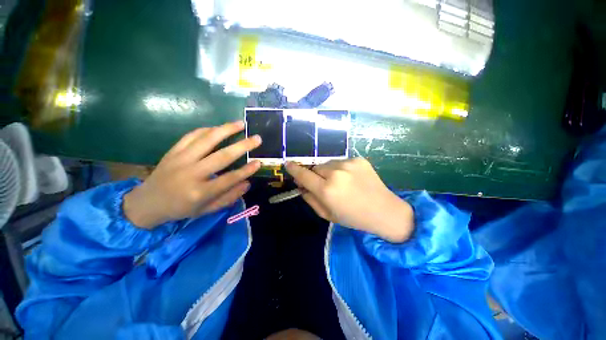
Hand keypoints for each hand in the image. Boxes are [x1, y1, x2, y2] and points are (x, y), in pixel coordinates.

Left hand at [123, 121, 261, 228]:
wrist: (147, 203)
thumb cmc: (181, 209)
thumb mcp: (206, 210)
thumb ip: (228, 198)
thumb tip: (247, 183)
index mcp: (200, 192)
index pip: (229, 179)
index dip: (247, 170)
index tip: (259, 162)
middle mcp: (191, 174)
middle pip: (222, 156)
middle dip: (242, 146)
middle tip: (257, 138)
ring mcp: (180, 160)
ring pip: (206, 140)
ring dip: (226, 130)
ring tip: (241, 124)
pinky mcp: (173, 151)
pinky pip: (191, 136)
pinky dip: (206, 129)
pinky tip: (218, 127)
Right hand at [285, 158, 413, 242]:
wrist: (384, 210)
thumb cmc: (353, 217)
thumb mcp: (327, 214)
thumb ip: (310, 198)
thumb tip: (300, 185)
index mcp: (326, 190)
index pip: (303, 175)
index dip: (294, 169)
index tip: (288, 164)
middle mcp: (336, 173)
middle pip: (316, 167)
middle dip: (316, 175)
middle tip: (324, 185)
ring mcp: (348, 164)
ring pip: (328, 163)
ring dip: (328, 171)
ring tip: (340, 182)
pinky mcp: (358, 159)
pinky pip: (341, 162)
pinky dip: (341, 169)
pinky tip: (351, 179)